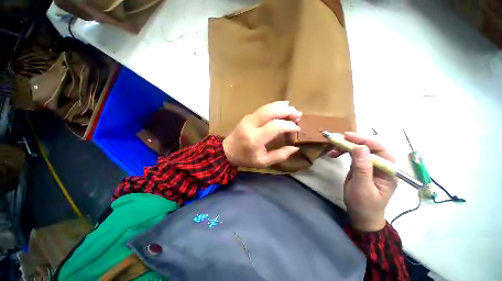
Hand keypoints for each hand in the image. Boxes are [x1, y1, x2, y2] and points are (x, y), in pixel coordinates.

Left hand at [223, 101, 301, 167]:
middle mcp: (251, 125)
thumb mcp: (263, 162)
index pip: (275, 126)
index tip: (297, 128)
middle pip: (271, 112)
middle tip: (298, 114)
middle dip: (287, 111)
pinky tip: (283, 106)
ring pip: (267, 107)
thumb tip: (295, 148)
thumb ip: (280, 155)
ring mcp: (248, 118)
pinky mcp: (248, 116)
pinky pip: (263, 108)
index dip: (289, 125)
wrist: (228, 150)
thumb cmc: (245, 158)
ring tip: (293, 110)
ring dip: (282, 107)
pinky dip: (275, 106)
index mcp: (255, 139)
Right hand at [329, 132, 397, 231]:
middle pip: (370, 147)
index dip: (365, 140)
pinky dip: (343, 152)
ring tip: (333, 150)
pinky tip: (334, 154)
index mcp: (388, 171)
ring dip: (346, 147)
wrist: (361, 216)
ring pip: (360, 149)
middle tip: (337, 140)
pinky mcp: (362, 167)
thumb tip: (360, 148)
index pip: (381, 149)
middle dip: (353, 142)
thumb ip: (362, 168)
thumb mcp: (362, 187)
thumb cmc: (364, 205)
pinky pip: (354, 155)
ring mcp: (372, 165)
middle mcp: (382, 165)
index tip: (347, 136)